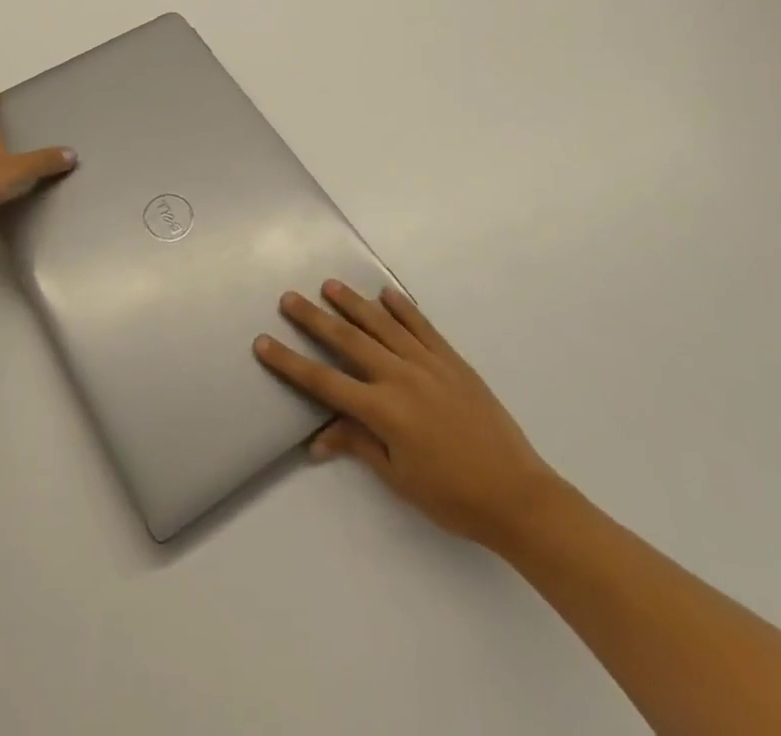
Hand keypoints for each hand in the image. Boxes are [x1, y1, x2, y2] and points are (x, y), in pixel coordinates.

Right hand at [255, 281, 560, 553]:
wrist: (517, 494)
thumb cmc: (452, 496)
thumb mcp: (398, 477)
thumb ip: (358, 444)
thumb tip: (317, 437)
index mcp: (384, 411)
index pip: (325, 382)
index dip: (290, 362)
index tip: (263, 343)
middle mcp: (401, 377)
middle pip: (348, 341)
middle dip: (314, 319)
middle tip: (289, 298)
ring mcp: (429, 364)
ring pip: (382, 325)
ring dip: (353, 303)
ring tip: (329, 285)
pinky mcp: (452, 360)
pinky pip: (422, 326)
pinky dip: (402, 308)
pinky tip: (386, 293)